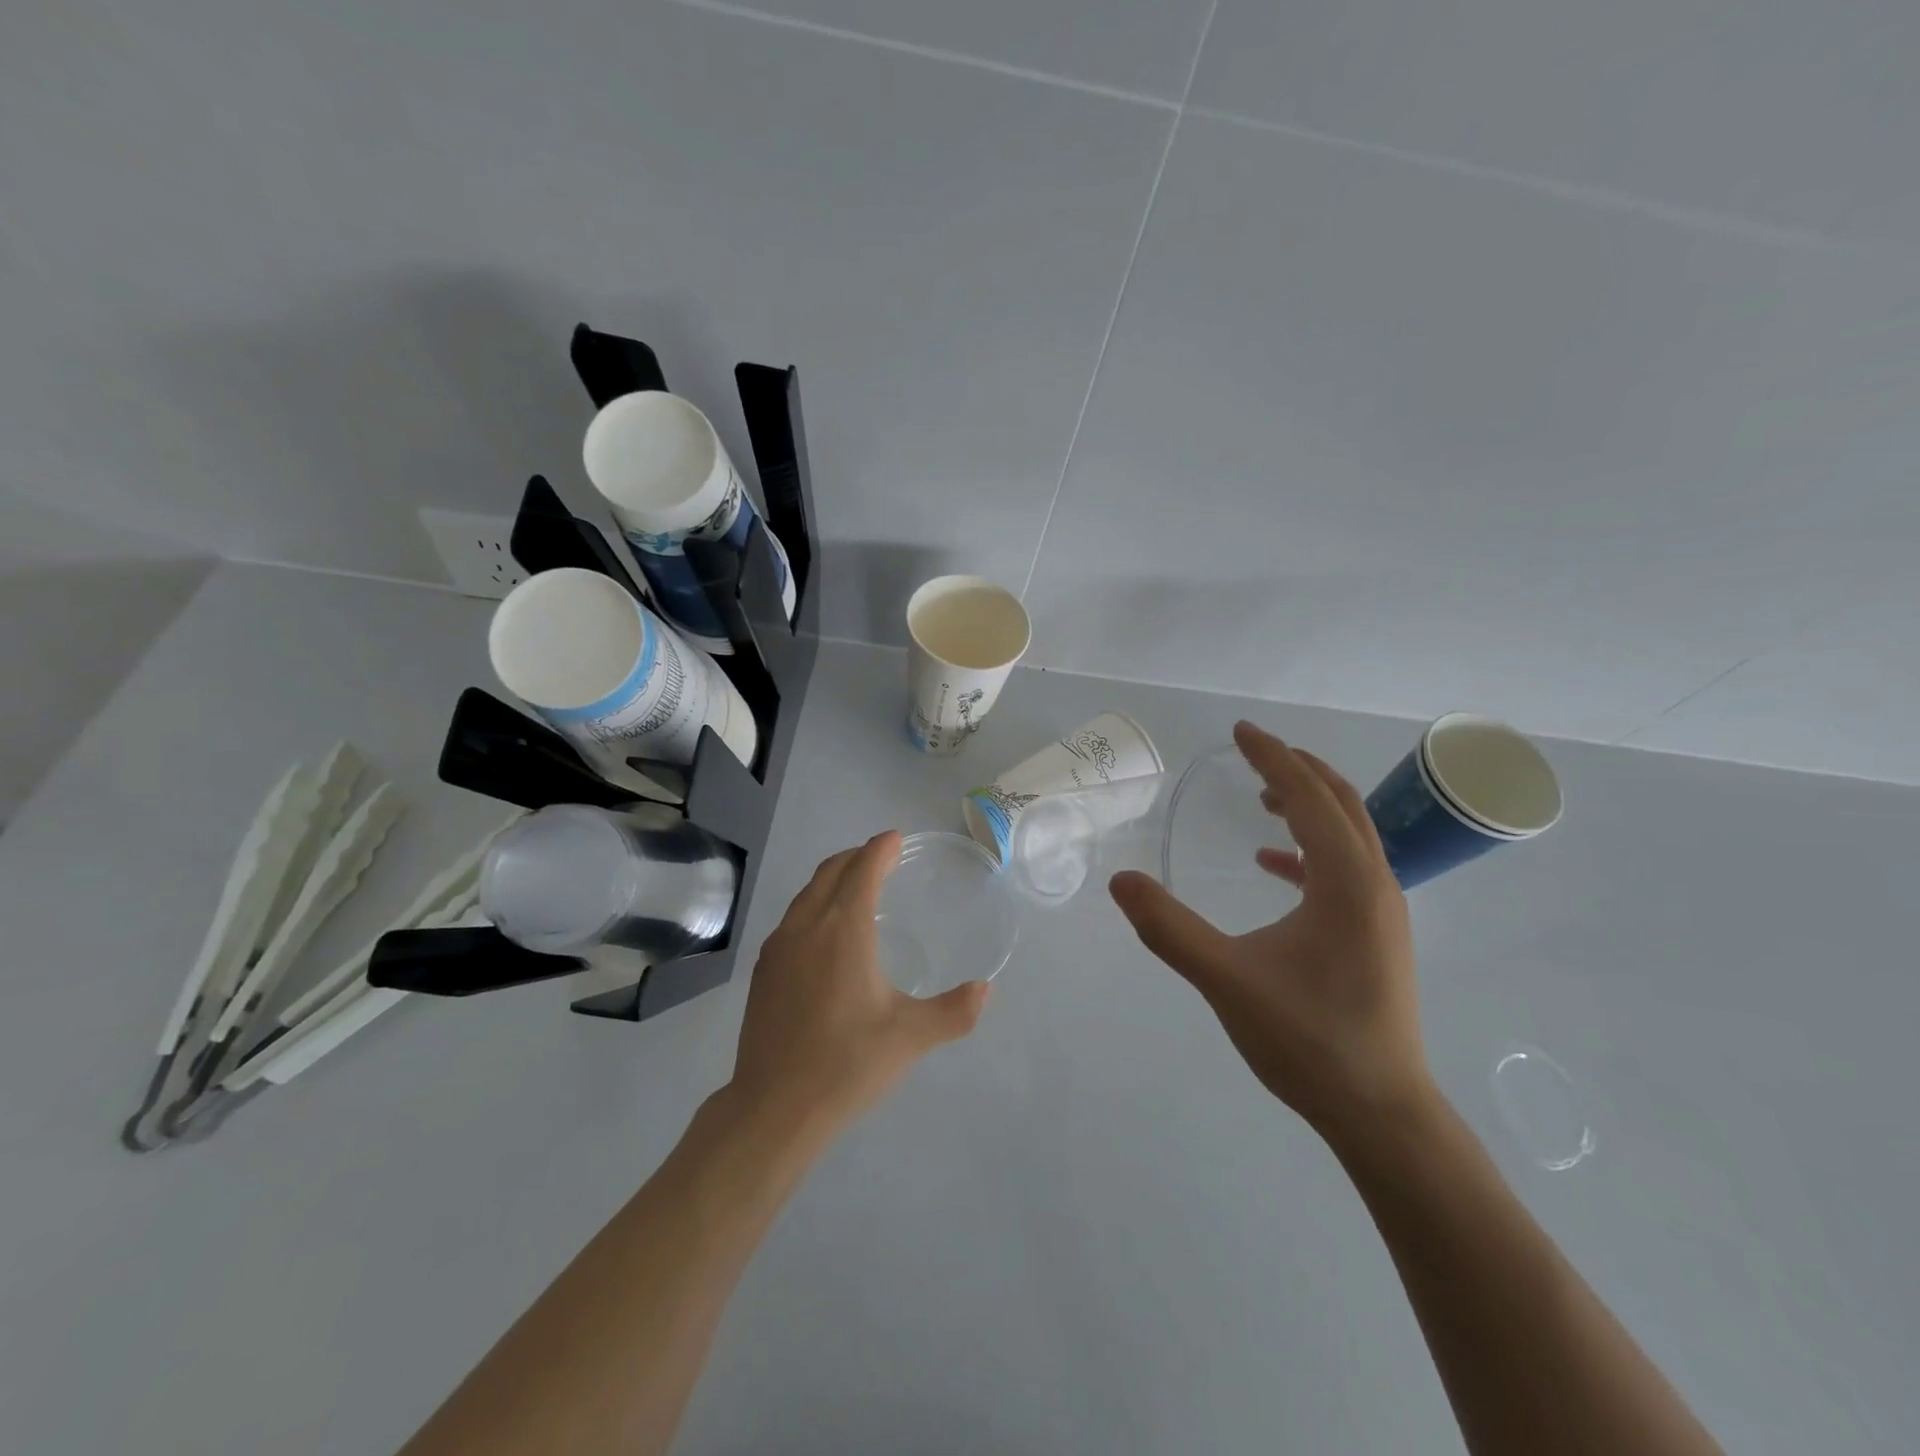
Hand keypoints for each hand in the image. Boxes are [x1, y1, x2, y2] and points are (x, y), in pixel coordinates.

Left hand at [727, 831, 990, 1143]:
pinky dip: (814, 905)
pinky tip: (825, 933)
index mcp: (843, 930)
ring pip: (807, 894)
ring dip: (832, 879)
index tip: (896, 838)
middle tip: (880, 856)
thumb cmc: (846, 1064)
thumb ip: (954, 1011)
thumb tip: (986, 990)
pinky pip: (792, 918)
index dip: (880, 849)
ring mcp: (778, 947)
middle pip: (830, 872)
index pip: (862, 870)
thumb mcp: (910, 1038)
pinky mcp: (763, 971)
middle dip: (856, 856)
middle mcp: (807, 927)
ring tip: (855, 886)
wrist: (773, 1108)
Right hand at [1109, 722, 1429, 1141]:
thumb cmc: (1307, 1040)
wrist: (1381, 1112)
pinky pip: (1344, 869)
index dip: (1273, 757)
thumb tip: (1121, 880)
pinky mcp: (1375, 935)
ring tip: (1264, 796)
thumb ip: (1169, 928)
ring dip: (1308, 805)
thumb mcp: (1227, 979)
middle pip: (1341, 803)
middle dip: (1297, 769)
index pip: (1309, 797)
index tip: (1241, 730)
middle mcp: (1375, 884)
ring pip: (1349, 834)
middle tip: (1253, 751)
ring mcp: (1381, 911)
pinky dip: (1309, 851)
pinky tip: (1273, 865)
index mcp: (1347, 881)